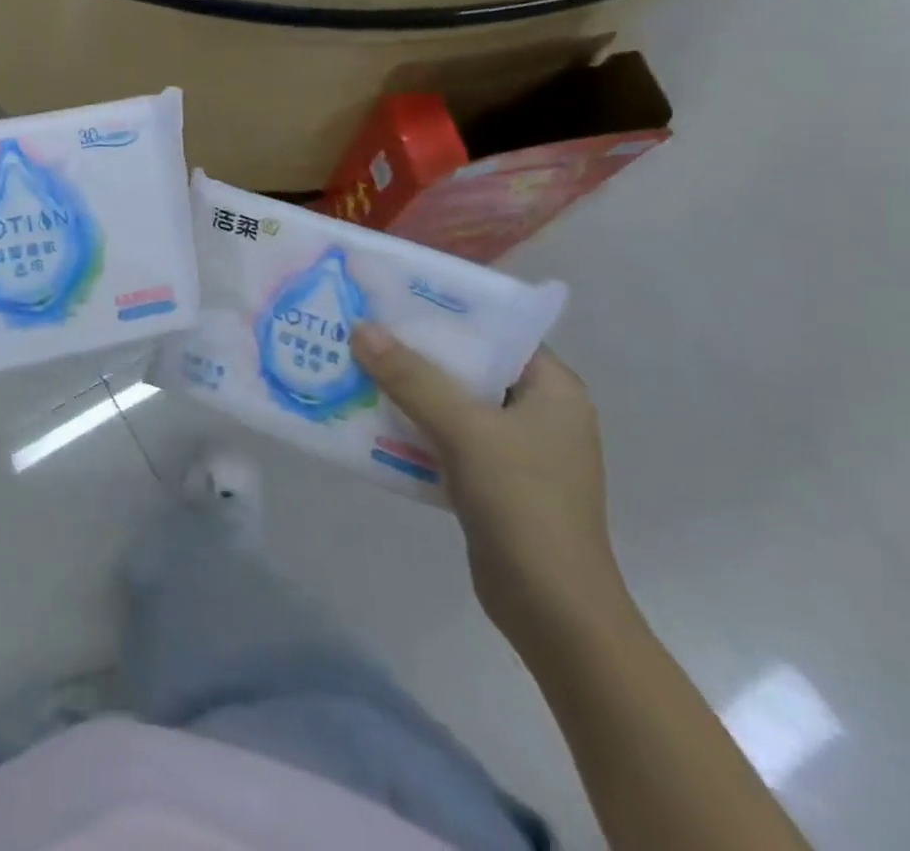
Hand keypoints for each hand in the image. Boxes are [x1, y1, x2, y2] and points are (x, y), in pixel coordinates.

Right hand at [352, 326, 627, 644]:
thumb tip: (360, 328)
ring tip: (355, 363)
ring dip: (407, 388)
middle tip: (362, 327)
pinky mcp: (492, 479)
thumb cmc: (525, 506)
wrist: (553, 612)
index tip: (393, 296)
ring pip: (452, 401)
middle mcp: (538, 411)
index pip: (496, 330)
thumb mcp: (466, 431)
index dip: (446, 311)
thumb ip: (412, 378)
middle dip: (415, 350)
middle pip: (468, 365)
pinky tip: (369, 416)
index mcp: (554, 389)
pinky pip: (445, 436)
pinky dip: (412, 425)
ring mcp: (516, 448)